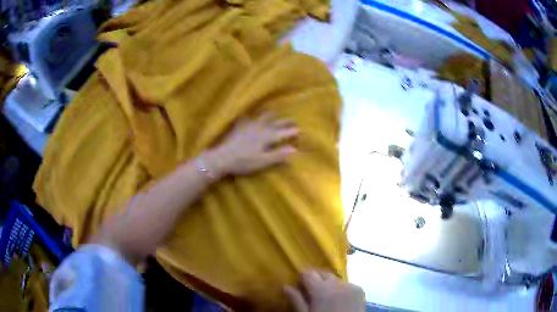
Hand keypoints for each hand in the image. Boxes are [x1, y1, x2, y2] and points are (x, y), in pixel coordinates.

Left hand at [208, 113, 297, 176]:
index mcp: (267, 136)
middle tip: (292, 120)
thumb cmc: (244, 162)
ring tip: (275, 112)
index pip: (284, 132)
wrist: (222, 158)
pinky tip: (251, 114)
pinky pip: (247, 117)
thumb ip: (279, 155)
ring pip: (262, 116)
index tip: (301, 130)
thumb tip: (295, 150)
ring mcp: (249, 125)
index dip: (293, 131)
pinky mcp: (239, 126)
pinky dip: (252, 114)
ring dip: (271, 114)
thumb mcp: (263, 161)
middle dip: (285, 121)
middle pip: (275, 122)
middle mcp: (260, 127)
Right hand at [284, 271, 365, 311]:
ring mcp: (350, 286)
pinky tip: (339, 300)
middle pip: (323, 273)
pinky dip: (340, 289)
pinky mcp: (360, 290)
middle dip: (316, 279)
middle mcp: (337, 284)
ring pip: (335, 278)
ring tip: (326, 297)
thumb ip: (296, 300)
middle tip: (312, 292)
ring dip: (329, 284)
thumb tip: (286, 287)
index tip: (300, 285)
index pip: (308, 273)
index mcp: (321, 290)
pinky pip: (346, 284)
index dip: (303, 278)